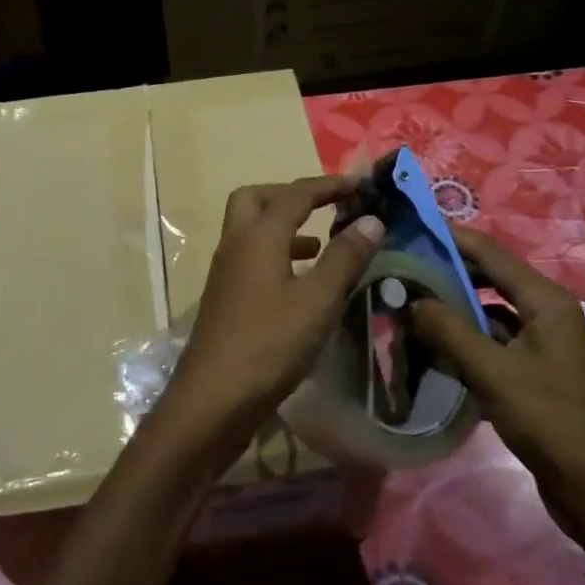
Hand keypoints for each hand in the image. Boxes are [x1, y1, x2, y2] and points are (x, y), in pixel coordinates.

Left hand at [159, 176, 386, 452]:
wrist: (212, 400)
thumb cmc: (269, 344)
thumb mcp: (318, 300)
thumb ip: (345, 257)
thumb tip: (372, 219)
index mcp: (258, 236)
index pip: (295, 194)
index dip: (329, 185)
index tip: (360, 184)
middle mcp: (236, 244)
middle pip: (257, 199)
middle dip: (291, 196)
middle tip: (324, 208)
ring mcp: (226, 273)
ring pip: (252, 230)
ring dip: (284, 228)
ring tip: (321, 245)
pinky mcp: (225, 299)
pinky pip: (252, 259)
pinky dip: (277, 257)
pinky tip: (301, 284)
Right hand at [410, 225, 584, 565]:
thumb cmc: (550, 421)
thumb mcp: (493, 372)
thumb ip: (449, 330)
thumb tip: (411, 299)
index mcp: (545, 300)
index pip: (490, 251)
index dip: (450, 237)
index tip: (410, 226)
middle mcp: (545, 311)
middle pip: (488, 277)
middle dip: (446, 272)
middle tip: (400, 269)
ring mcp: (540, 341)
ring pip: (487, 311)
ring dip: (452, 309)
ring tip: (408, 305)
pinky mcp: (532, 369)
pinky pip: (492, 340)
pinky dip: (464, 339)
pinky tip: (432, 347)